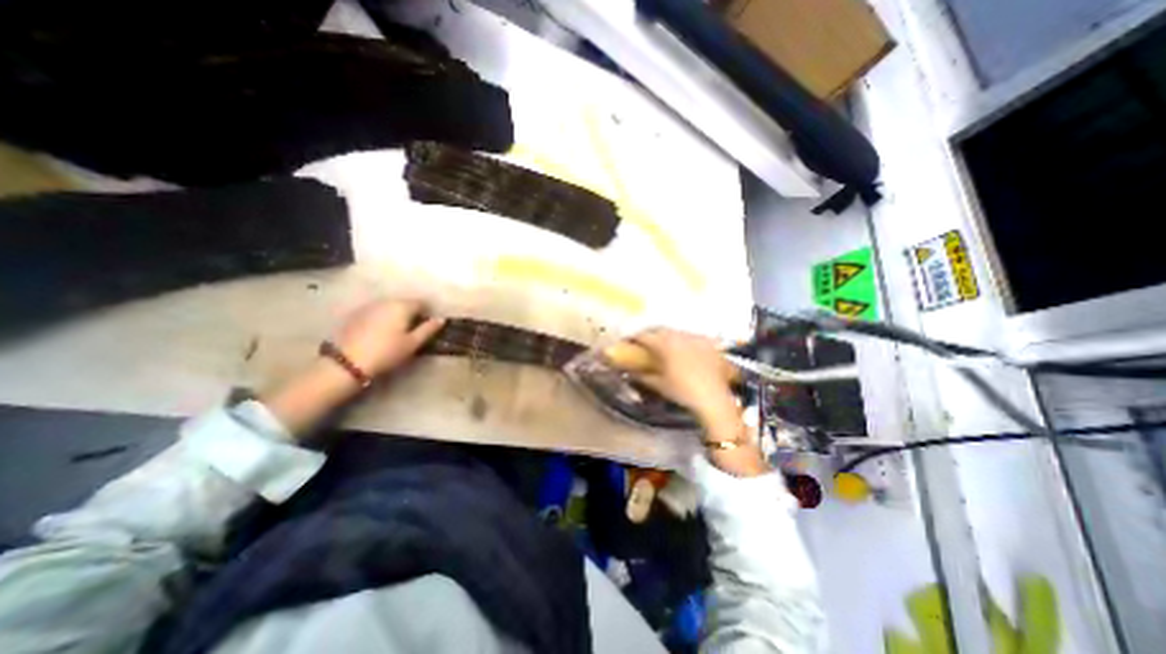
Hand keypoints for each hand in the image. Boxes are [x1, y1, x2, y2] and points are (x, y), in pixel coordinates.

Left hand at [338, 296, 448, 376]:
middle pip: (404, 303)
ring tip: (397, 332)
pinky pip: (376, 312)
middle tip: (413, 331)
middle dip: (411, 313)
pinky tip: (380, 332)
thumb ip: (429, 329)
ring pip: (389, 307)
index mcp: (402, 306)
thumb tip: (441, 319)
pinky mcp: (356, 314)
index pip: (421, 303)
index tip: (427, 326)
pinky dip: (382, 318)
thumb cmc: (387, 352)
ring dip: (396, 315)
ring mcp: (369, 306)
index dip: (427, 313)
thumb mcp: (413, 343)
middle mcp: (386, 301)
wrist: (347, 361)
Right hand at [618, 330, 735, 420]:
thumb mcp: (659, 385)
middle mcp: (679, 336)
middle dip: (650, 334)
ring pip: (676, 331)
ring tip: (664, 345)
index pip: (644, 335)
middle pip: (660, 329)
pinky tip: (685, 349)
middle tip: (644, 342)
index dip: (634, 337)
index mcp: (664, 344)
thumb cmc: (682, 392)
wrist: (713, 398)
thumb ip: (642, 376)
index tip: (628, 341)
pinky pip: (692, 337)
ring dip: (667, 336)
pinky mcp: (709, 342)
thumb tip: (630, 373)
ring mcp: (695, 337)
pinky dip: (684, 341)